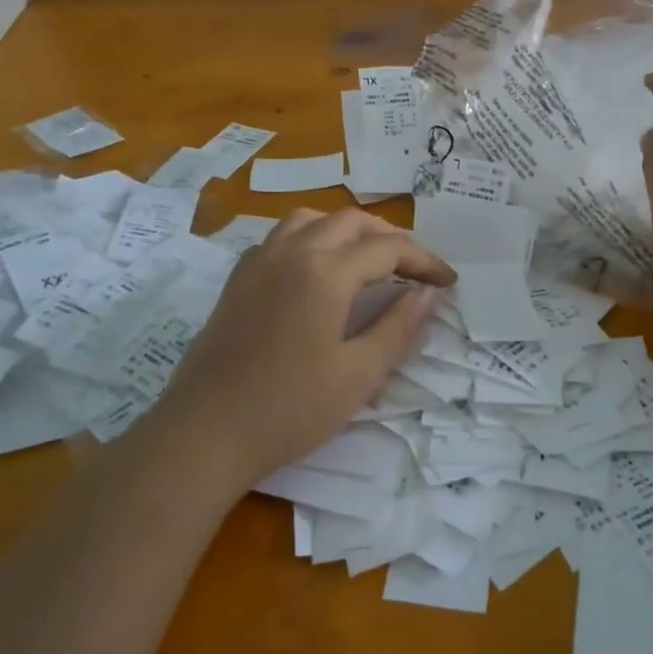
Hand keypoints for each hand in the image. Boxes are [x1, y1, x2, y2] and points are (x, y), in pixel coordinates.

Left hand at [149, 208, 454, 493]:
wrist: (204, 433)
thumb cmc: (290, 408)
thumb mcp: (359, 374)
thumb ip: (399, 327)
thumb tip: (429, 293)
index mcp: (325, 270)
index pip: (388, 249)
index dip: (425, 261)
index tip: (449, 282)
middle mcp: (290, 251)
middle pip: (350, 221)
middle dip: (389, 238)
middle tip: (414, 271)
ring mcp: (257, 262)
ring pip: (310, 220)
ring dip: (347, 231)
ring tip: (368, 262)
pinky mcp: (237, 280)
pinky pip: (281, 238)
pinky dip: (312, 239)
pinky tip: (318, 274)